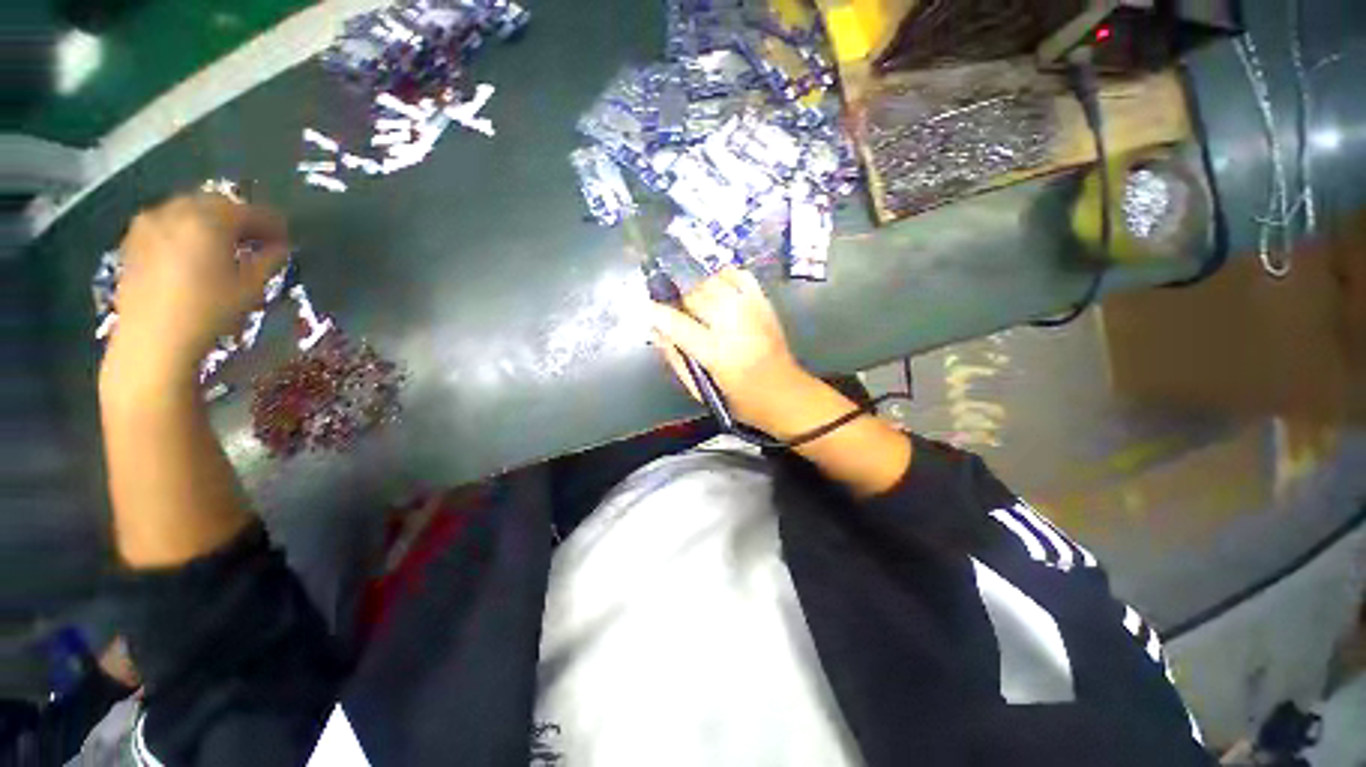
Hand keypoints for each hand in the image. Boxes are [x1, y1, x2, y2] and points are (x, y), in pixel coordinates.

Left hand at [104, 194, 288, 384]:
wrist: (152, 340)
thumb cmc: (210, 312)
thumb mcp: (251, 288)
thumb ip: (268, 261)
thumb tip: (278, 248)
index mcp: (210, 219)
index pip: (249, 212)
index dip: (271, 224)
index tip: (285, 237)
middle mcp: (177, 211)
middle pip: (214, 204)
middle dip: (237, 218)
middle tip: (255, 238)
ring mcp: (149, 224)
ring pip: (187, 211)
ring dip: (209, 222)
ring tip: (223, 244)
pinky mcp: (133, 241)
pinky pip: (166, 224)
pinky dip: (184, 230)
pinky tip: (192, 250)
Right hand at [649, 267, 815, 431]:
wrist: (785, 393)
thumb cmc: (740, 400)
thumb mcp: (701, 390)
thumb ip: (676, 359)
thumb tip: (657, 332)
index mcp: (716, 353)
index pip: (677, 324)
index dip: (657, 313)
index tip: (648, 309)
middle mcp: (733, 324)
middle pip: (694, 295)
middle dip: (680, 301)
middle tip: (679, 312)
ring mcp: (751, 308)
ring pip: (713, 280)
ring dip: (699, 287)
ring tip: (698, 302)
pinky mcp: (764, 302)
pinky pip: (739, 274)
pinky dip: (723, 275)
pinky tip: (717, 287)